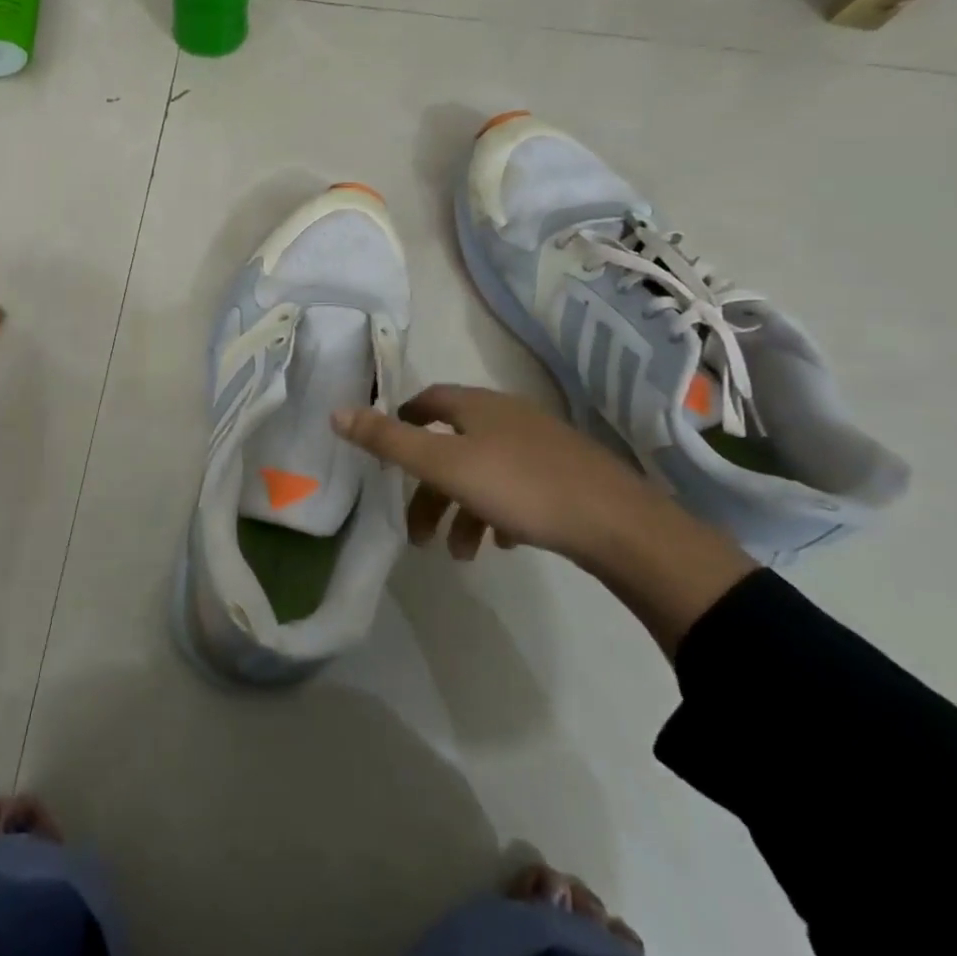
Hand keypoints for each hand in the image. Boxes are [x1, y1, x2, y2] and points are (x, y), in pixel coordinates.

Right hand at [334, 385, 756, 657]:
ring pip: (484, 472)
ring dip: (462, 510)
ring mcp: (543, 446)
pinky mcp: (568, 477)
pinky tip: (500, 544)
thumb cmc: (521, 487)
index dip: (404, 419)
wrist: (620, 526)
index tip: (387, 450)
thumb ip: (388, 441)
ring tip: (459, 554)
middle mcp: (508, 417)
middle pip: (453, 445)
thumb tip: (336, 412)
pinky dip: (497, 512)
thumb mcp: (443, 465)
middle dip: (428, 488)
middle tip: (416, 530)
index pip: (429, 400)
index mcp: (478, 407)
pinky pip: (517, 489)